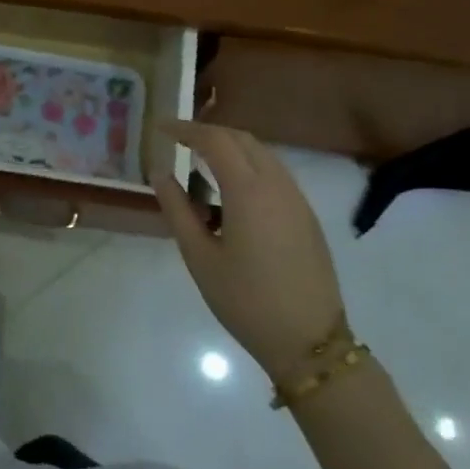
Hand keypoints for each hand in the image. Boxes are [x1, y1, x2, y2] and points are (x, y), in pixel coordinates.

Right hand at [151, 120, 346, 379]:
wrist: (309, 341)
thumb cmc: (245, 300)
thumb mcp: (199, 256)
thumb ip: (177, 209)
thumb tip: (160, 174)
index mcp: (249, 191)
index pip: (215, 140)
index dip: (186, 129)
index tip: (160, 127)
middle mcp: (278, 185)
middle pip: (243, 139)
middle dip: (209, 133)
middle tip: (178, 141)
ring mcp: (297, 200)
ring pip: (263, 155)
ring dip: (231, 149)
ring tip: (199, 163)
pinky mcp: (306, 217)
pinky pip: (275, 175)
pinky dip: (248, 167)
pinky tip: (229, 193)